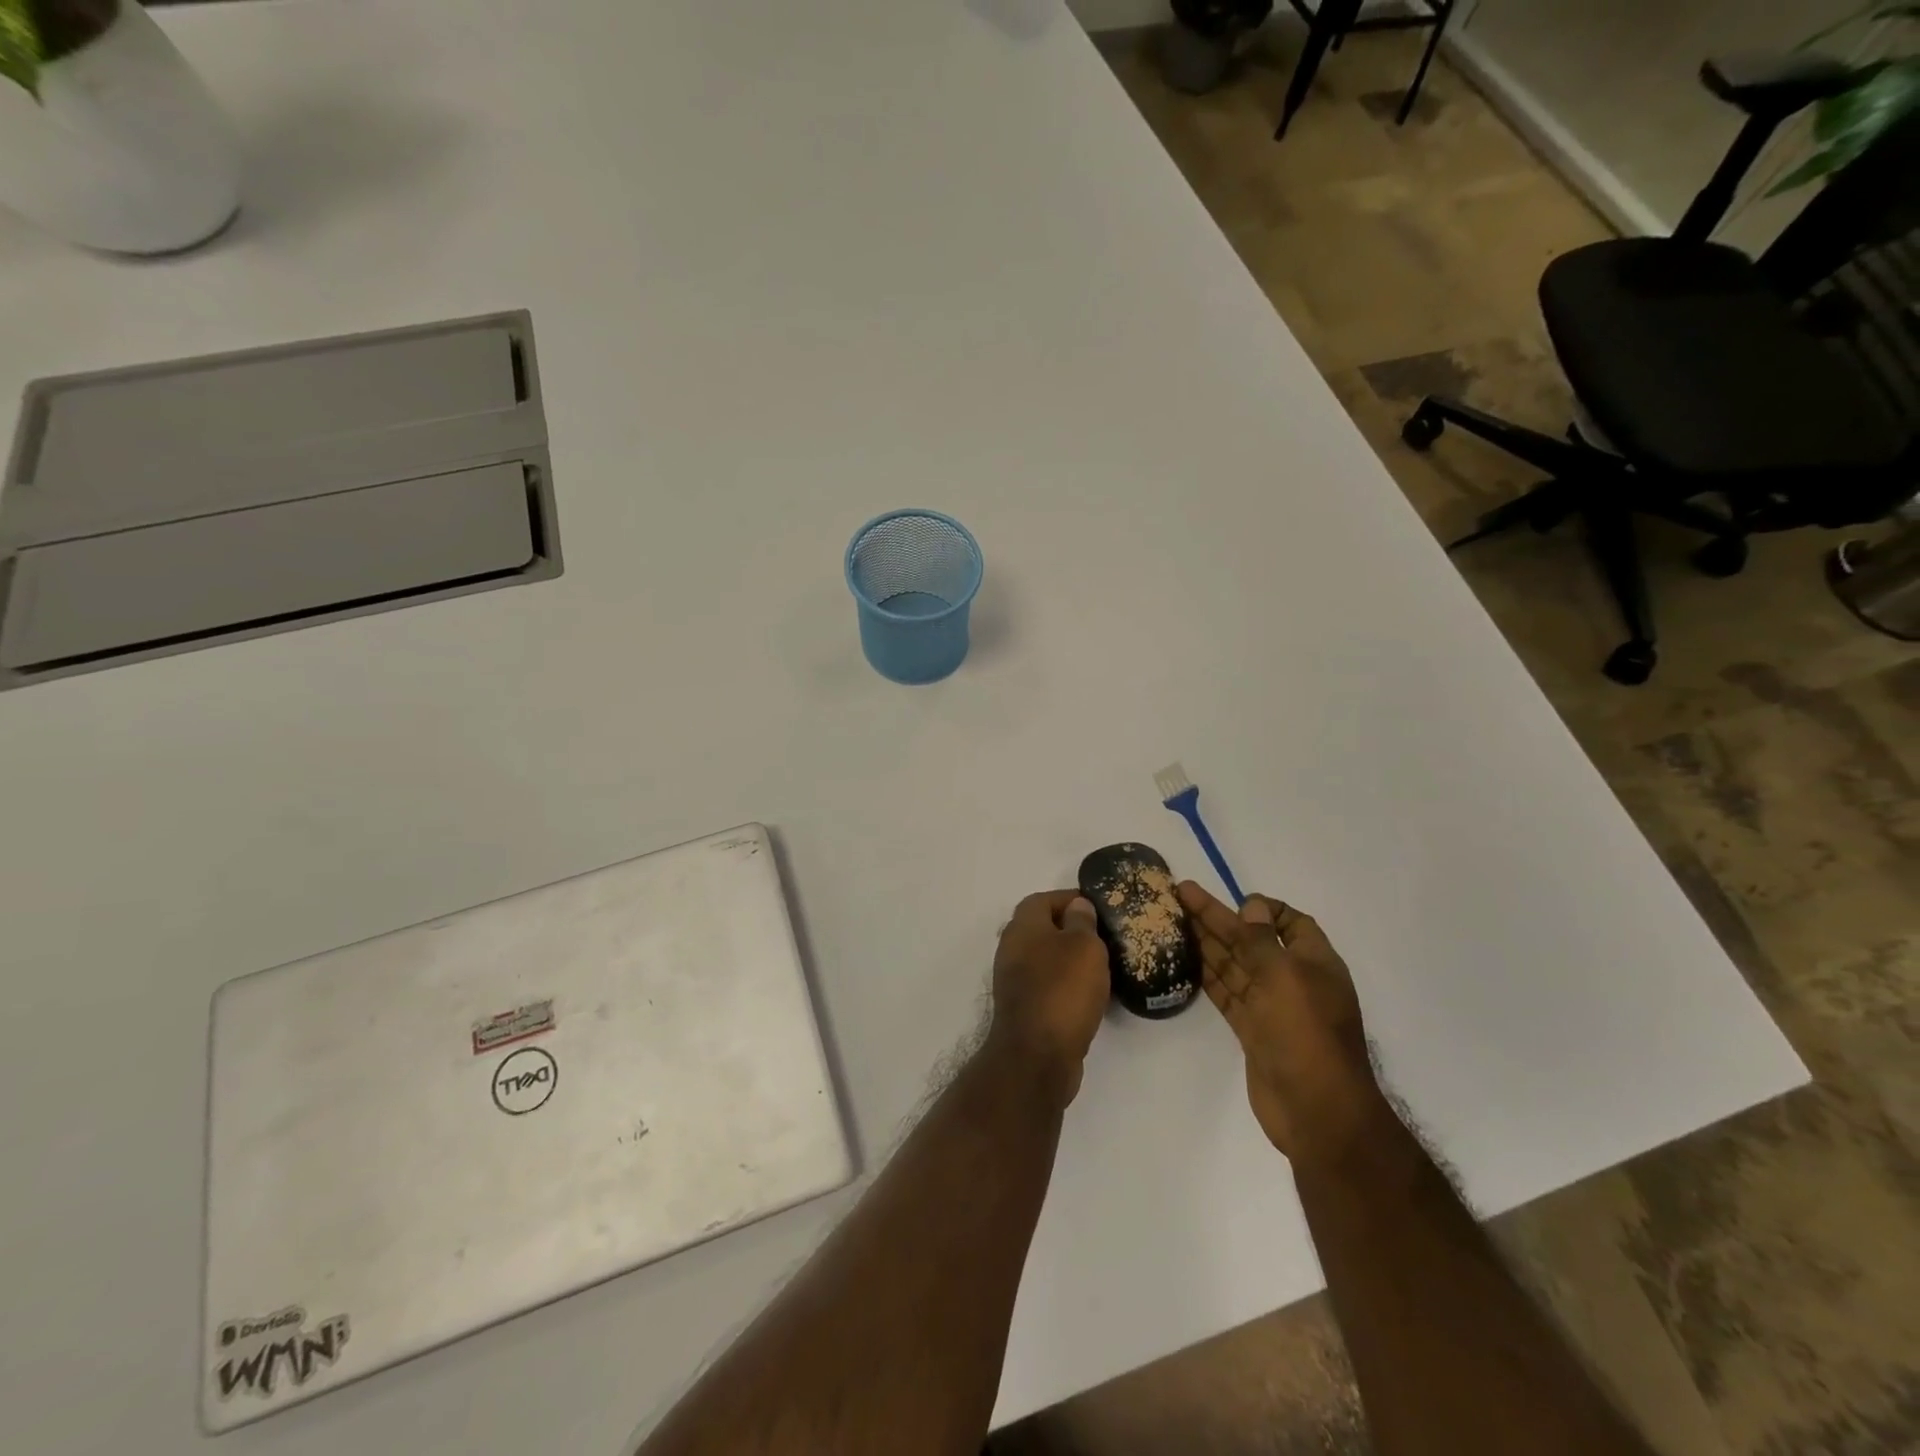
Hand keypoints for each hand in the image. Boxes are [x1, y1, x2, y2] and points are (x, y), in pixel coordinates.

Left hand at [987, 890, 1110, 1104]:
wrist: (1037, 1056)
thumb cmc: (1063, 990)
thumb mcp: (1083, 946)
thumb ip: (1082, 921)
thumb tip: (1077, 905)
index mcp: (1022, 927)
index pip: (1043, 899)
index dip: (1070, 899)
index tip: (1098, 907)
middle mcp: (1012, 949)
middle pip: (1043, 929)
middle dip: (1073, 930)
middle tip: (1105, 936)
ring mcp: (1015, 981)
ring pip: (1047, 959)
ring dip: (1071, 960)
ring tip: (1104, 966)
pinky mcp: (1024, 1009)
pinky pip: (1049, 986)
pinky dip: (1068, 986)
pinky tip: (1092, 996)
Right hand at [1177, 881, 1383, 1164]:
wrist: (1317, 1111)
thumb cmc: (1306, 1034)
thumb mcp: (1285, 977)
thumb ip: (1262, 940)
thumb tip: (1251, 905)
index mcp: (1314, 962)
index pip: (1291, 922)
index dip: (1262, 908)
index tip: (1232, 899)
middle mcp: (1294, 980)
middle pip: (1252, 940)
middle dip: (1219, 918)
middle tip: (1180, 895)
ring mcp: (1272, 1006)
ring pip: (1235, 965)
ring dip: (1207, 942)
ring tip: (1174, 919)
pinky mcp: (1253, 1030)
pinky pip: (1227, 993)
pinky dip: (1207, 975)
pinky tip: (1185, 959)